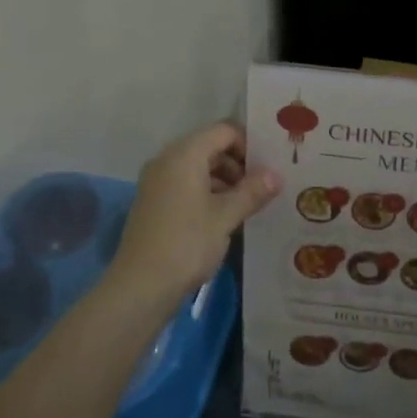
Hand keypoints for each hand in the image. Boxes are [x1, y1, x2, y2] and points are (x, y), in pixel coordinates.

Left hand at [113, 122, 279, 306]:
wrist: (140, 286)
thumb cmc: (187, 244)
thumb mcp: (226, 217)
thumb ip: (252, 192)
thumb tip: (276, 175)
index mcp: (185, 154)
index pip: (223, 131)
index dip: (249, 144)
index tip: (269, 167)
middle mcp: (167, 160)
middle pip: (210, 147)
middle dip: (238, 163)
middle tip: (263, 187)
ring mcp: (156, 181)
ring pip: (198, 167)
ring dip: (224, 180)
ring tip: (248, 204)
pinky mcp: (153, 202)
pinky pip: (185, 184)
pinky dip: (207, 192)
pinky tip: (224, 216)